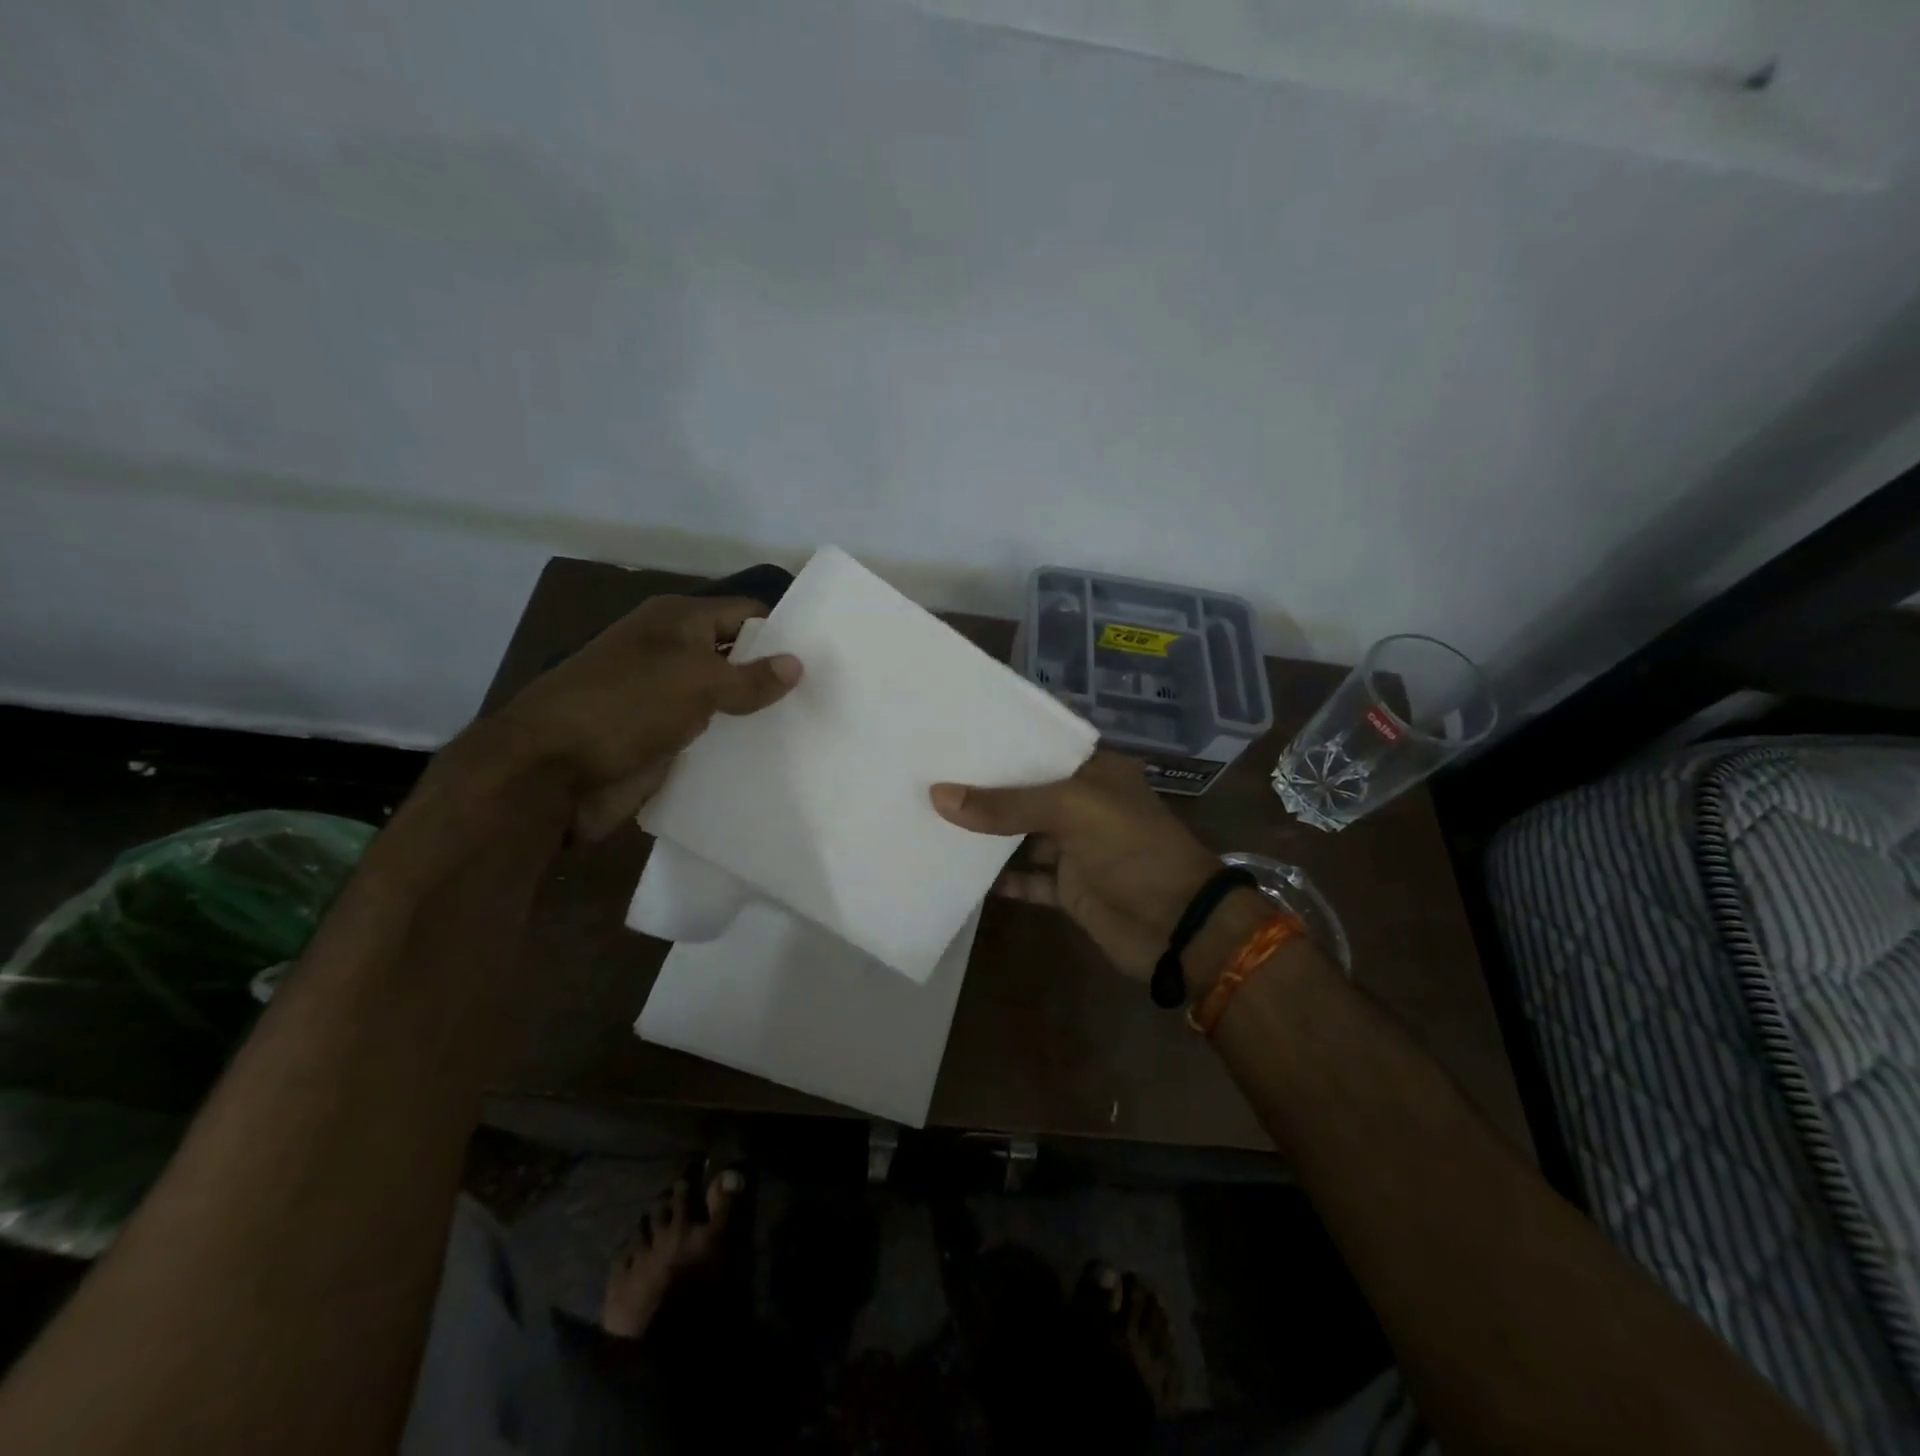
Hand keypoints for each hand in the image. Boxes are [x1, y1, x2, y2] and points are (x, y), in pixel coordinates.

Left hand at [494, 595, 800, 839]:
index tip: (827, 656)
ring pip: (725, 701)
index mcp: (676, 622)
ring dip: (758, 715)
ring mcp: (665, 699)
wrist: (550, 772)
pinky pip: (710, 736)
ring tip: (813, 728)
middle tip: (829, 696)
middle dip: (775, 676)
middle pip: (736, 658)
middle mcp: (671, 654)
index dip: (782, 632)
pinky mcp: (662, 740)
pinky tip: (775, 756)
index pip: (744, 614)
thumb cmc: (625, 707)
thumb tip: (797, 664)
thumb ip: (749, 676)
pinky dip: (735, 744)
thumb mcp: (695, 681)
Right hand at [930, 752, 1229, 980]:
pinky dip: (1000, 880)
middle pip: (1026, 792)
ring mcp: (1076, 848)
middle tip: (928, 777)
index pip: (1040, 748)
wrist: (1178, 926)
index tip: (951, 738)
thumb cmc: (1132, 849)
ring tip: (932, 820)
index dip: (1000, 744)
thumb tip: (938, 796)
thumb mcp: (1072, 811)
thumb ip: (1006, 805)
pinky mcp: (1069, 888)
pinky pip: (1027, 879)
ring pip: (1021, 836)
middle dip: (984, 789)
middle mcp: (1084, 804)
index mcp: (1095, 771)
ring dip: (986, 834)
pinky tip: (959, 874)